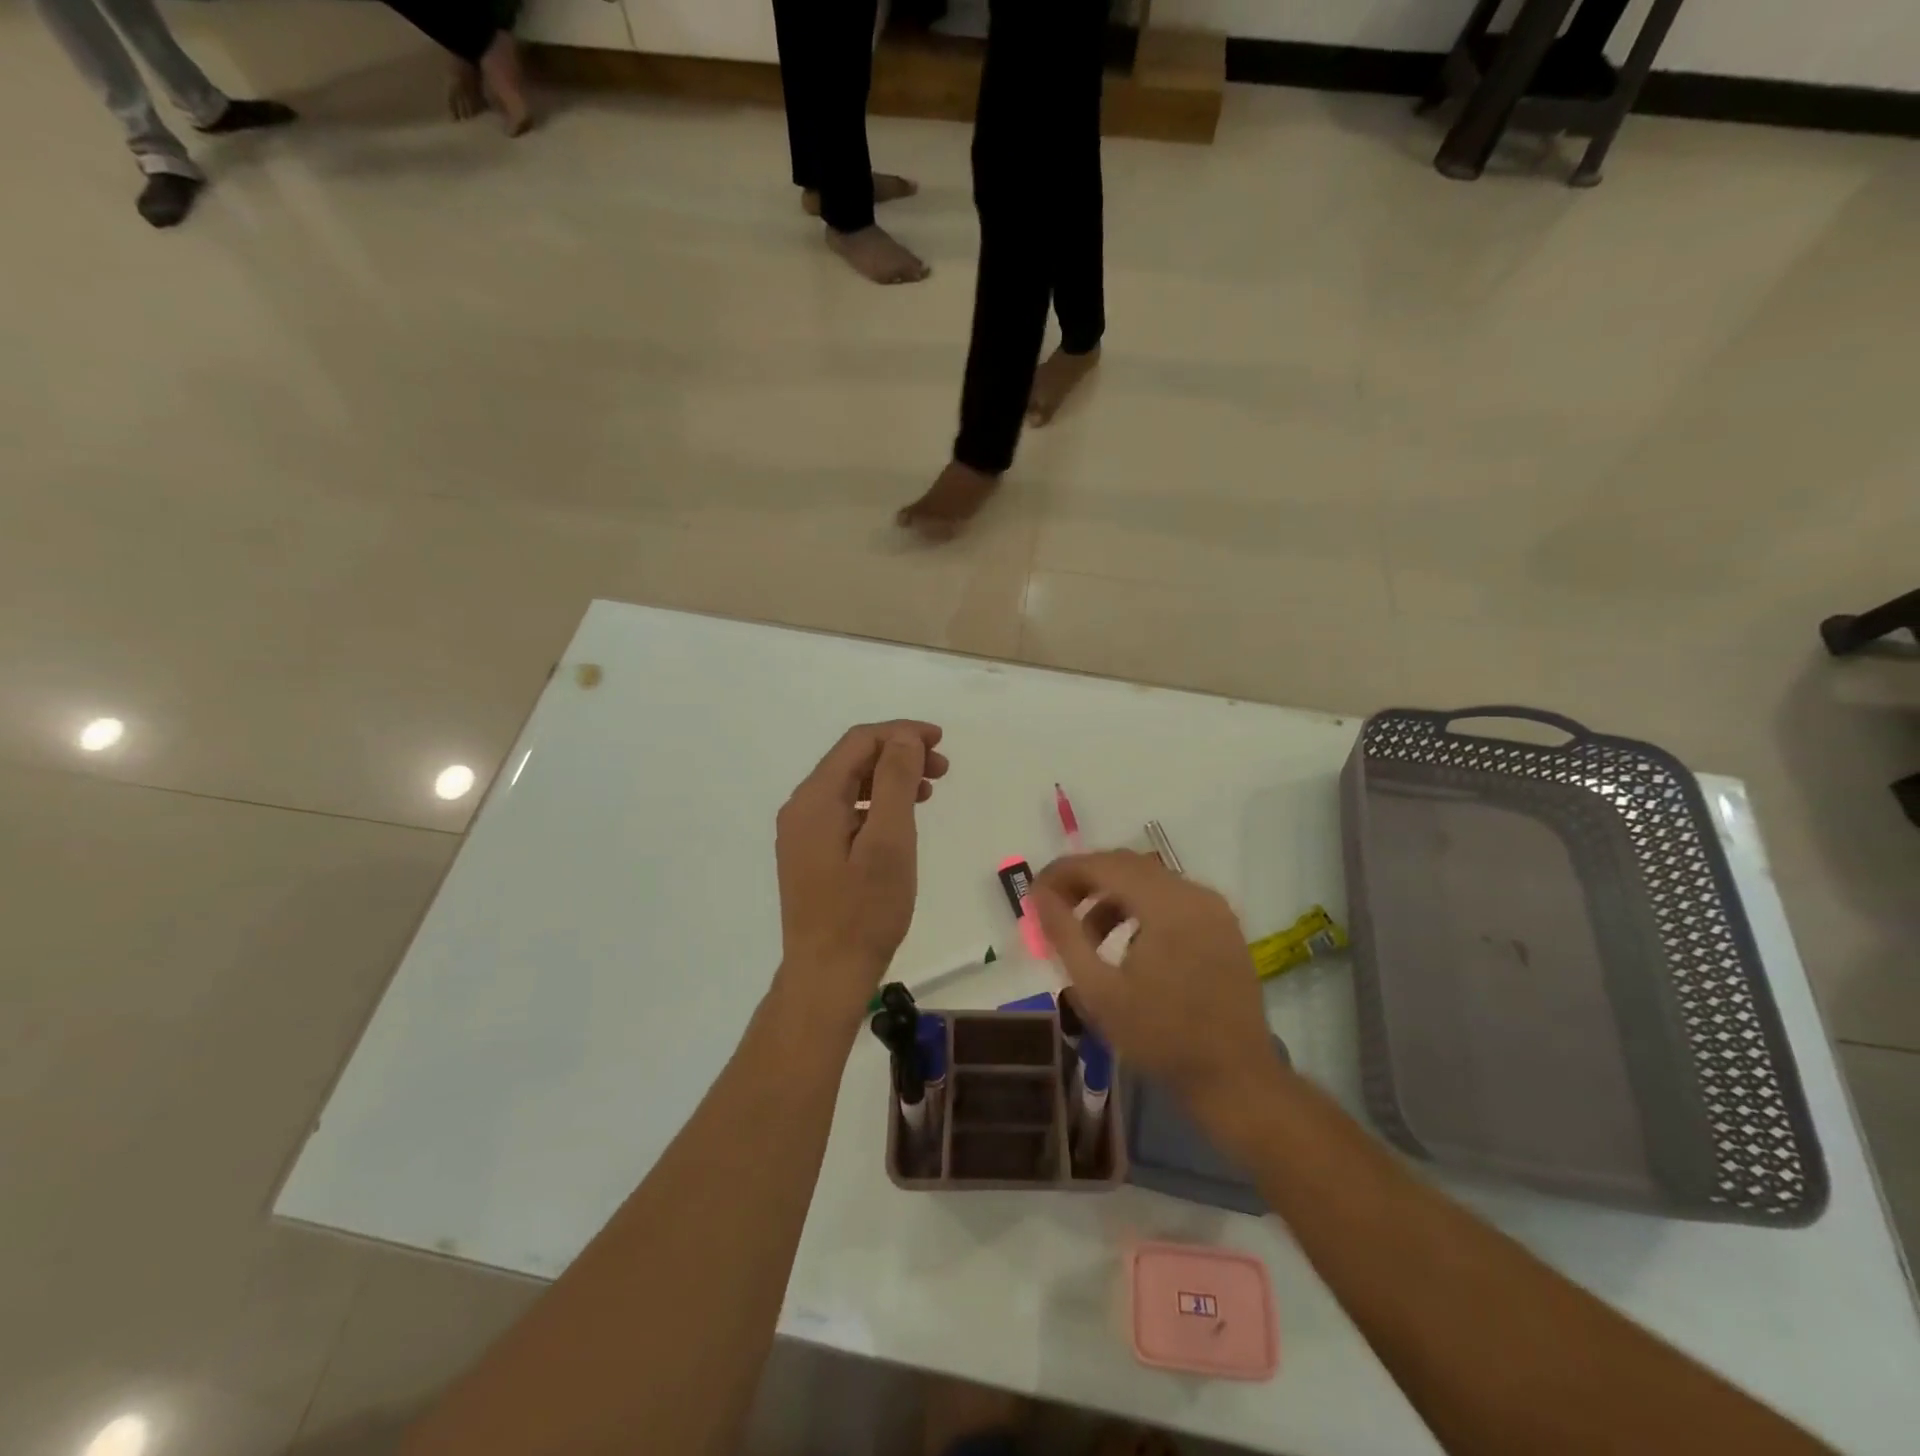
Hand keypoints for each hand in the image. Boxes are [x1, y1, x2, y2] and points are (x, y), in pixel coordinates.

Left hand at [774, 721, 948, 1015]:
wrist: (827, 976)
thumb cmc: (864, 910)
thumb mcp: (889, 841)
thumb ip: (894, 781)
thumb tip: (904, 737)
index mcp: (815, 799)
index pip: (859, 742)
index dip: (901, 733)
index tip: (941, 741)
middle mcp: (801, 808)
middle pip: (852, 760)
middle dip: (898, 755)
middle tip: (942, 768)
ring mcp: (803, 833)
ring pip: (850, 786)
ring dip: (890, 779)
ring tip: (929, 790)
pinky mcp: (811, 855)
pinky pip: (846, 812)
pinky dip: (877, 804)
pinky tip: (900, 819)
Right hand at [1033, 851, 1281, 1118]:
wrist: (1236, 1079)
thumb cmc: (1161, 1037)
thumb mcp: (1098, 991)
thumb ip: (1064, 935)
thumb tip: (1039, 895)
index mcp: (1166, 905)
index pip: (1103, 865)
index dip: (1063, 872)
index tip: (1034, 893)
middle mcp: (1193, 893)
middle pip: (1127, 865)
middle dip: (1085, 880)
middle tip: (1054, 908)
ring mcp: (1213, 908)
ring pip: (1149, 880)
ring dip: (1111, 895)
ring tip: (1087, 935)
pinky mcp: (1222, 925)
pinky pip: (1172, 897)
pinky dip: (1140, 907)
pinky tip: (1125, 944)